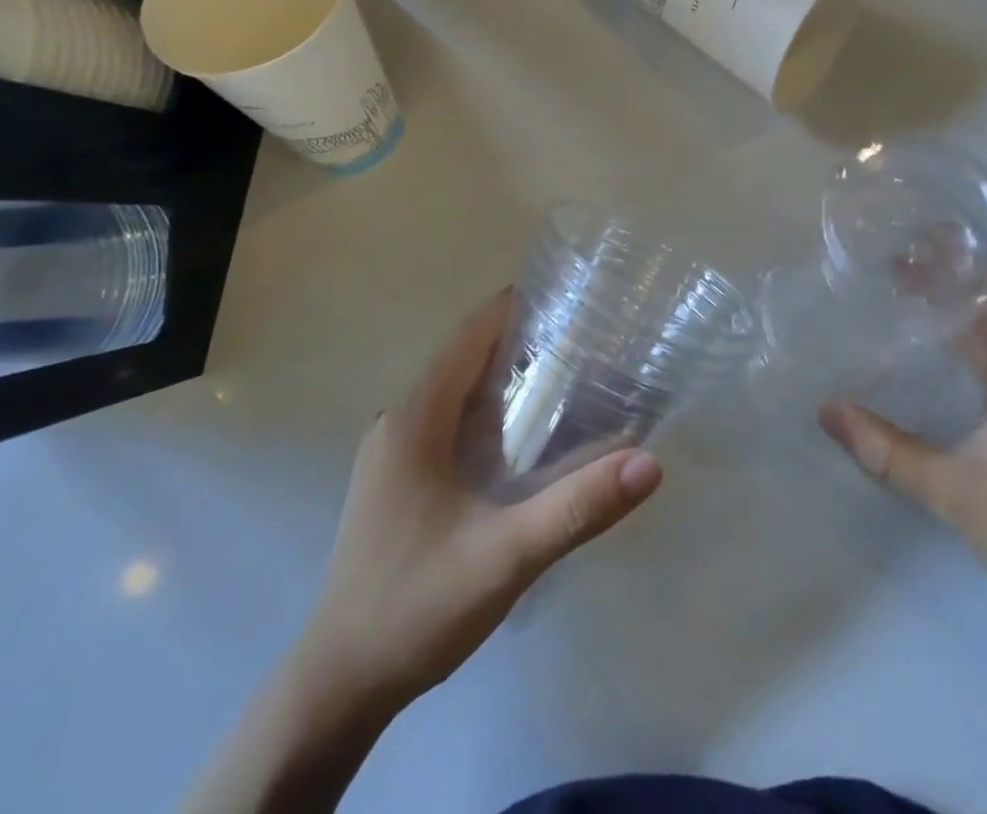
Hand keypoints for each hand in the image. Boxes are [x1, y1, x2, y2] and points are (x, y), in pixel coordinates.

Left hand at [293, 288, 663, 710]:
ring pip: (458, 390)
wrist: (338, 686)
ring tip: (571, 379)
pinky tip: (528, 438)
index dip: (519, 307)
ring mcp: (395, 451)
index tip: (575, 299)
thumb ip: (576, 508)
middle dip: (524, 341)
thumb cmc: (416, 607)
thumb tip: (649, 462)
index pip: (471, 333)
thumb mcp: (505, 557)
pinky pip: (450, 421)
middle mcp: (400, 420)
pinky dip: (491, 411)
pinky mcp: (399, 479)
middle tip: (589, 340)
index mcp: (415, 418)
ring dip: (507, 377)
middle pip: (466, 356)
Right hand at [819, 262, 986, 623]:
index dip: (970, 248)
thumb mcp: (952, 491)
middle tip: (894, 248)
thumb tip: (825, 410)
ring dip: (960, 291)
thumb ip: (886, 450)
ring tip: (903, 276)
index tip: (919, 230)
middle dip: (954, 263)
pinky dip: (967, 323)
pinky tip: (929, 330)